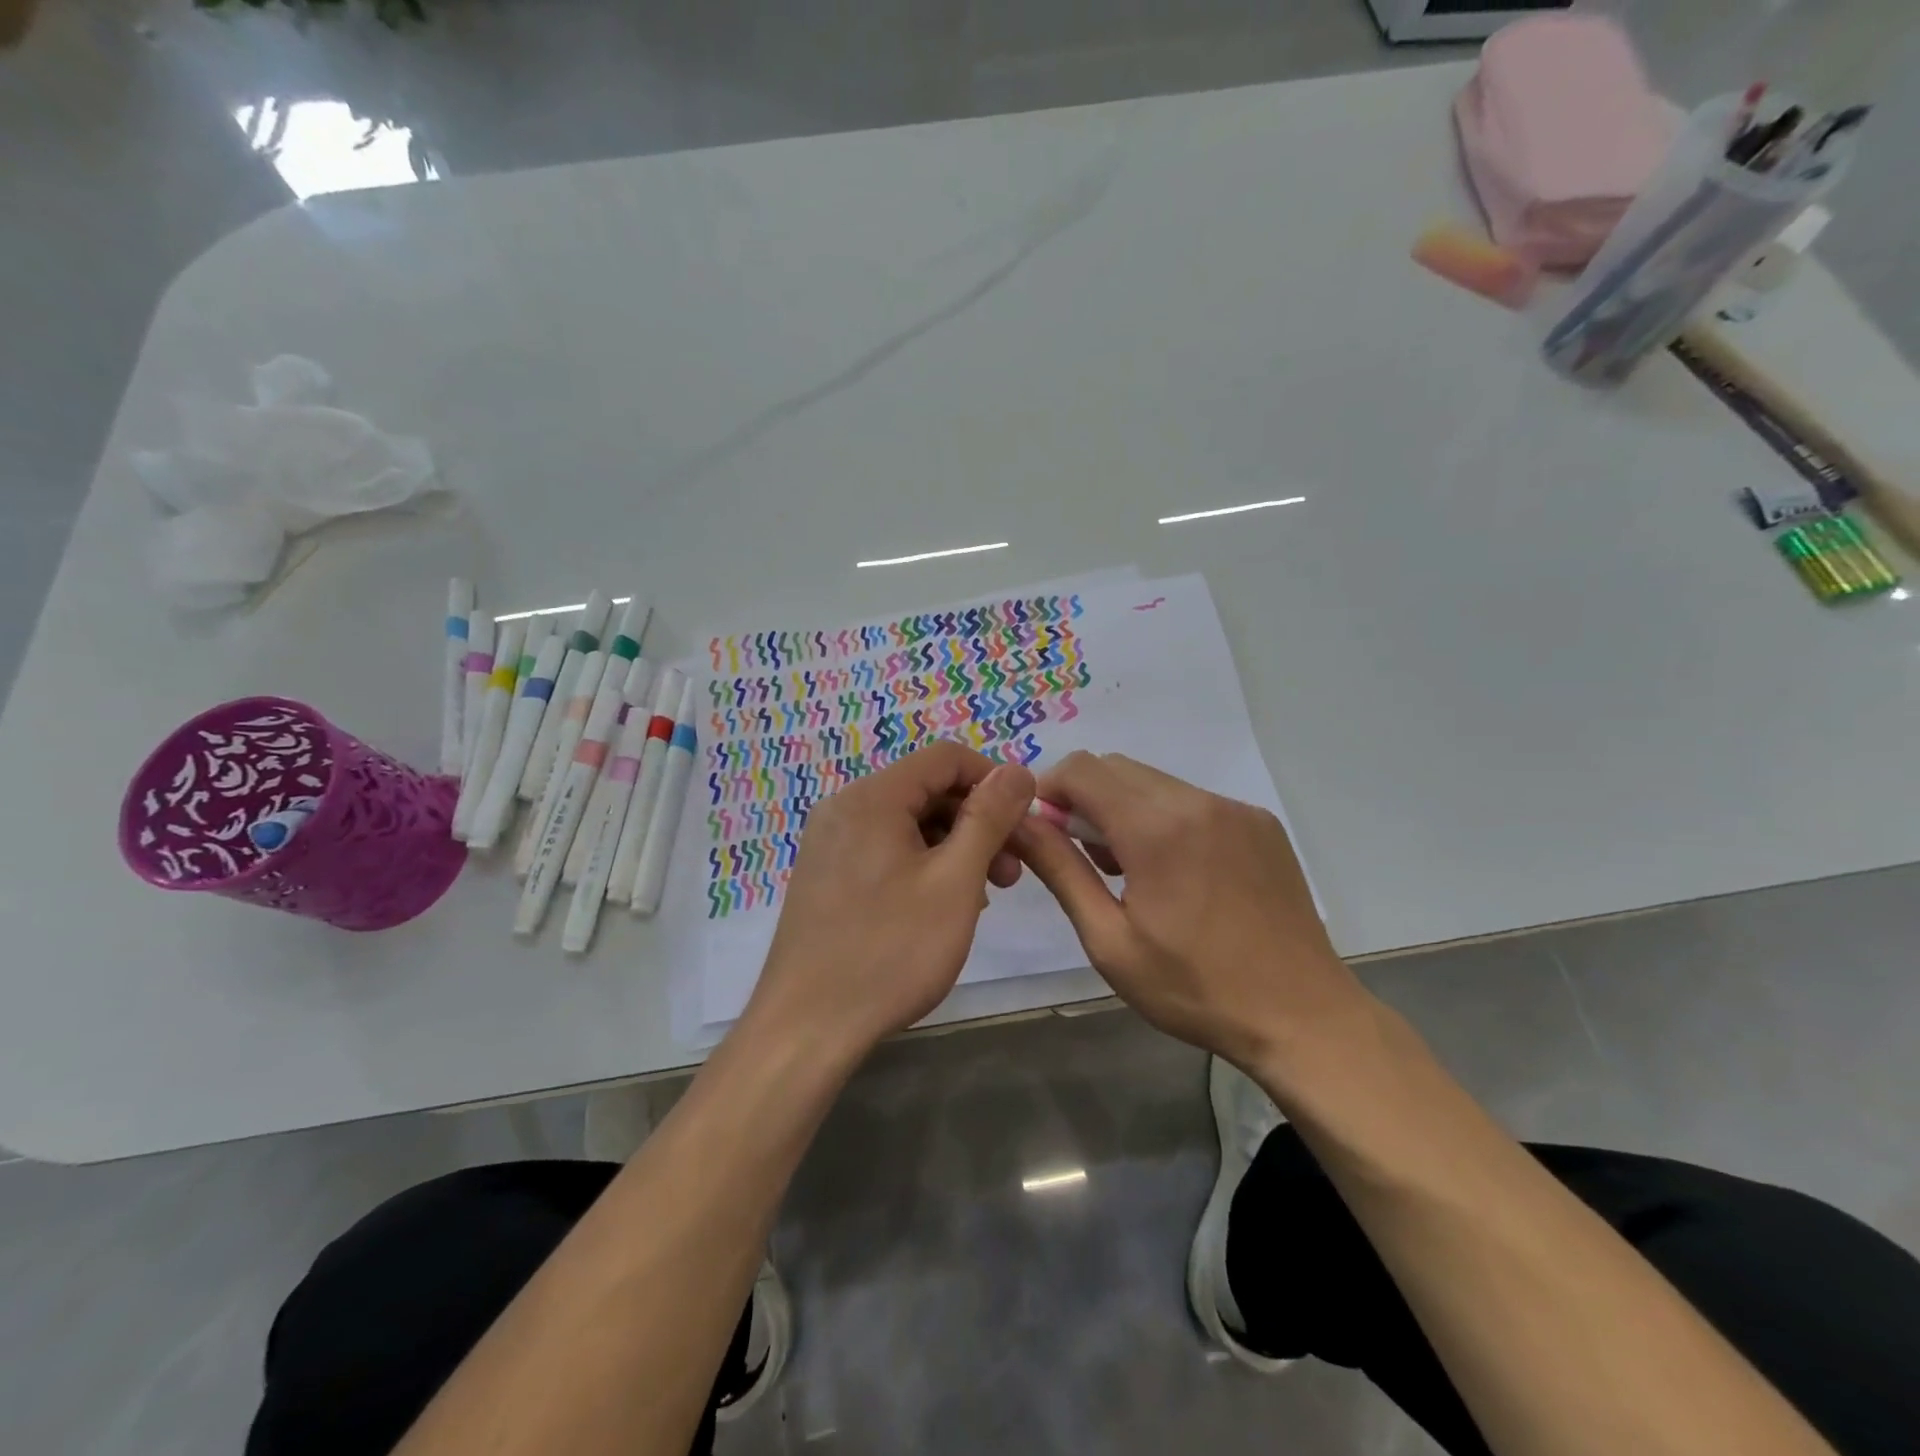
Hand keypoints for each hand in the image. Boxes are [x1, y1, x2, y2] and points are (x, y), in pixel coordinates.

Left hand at [742, 741, 1036, 1061]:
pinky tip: (943, 905)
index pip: (945, 757)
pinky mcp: (827, 874)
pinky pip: (885, 849)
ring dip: (953, 847)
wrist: (807, 1027)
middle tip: (1012, 872)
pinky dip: (923, 864)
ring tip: (983, 895)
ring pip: (908, 823)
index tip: (1026, 821)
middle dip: (977, 821)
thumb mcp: (954, 881)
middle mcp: (845, 807)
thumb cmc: (890, 951)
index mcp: (873, 797)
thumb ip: (988, 818)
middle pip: (926, 790)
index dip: (993, 779)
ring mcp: (830, 842)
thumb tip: (1017, 770)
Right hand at [1012, 752, 1367, 1072]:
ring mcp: (1236, 808)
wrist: (1302, 1017)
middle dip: (1084, 799)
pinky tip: (1175, 873)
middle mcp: (1198, 800)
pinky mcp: (1260, 823)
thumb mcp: (1109, 940)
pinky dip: (1165, 818)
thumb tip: (1020, 823)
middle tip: (1084, 858)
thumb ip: (1060, 870)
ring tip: (1129, 871)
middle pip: (1116, 768)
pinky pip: (1193, 800)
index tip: (1042, 830)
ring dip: (1124, 809)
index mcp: (1157, 828)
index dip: (1049, 789)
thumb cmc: (1194, 989)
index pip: (1082, 769)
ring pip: (1155, 782)